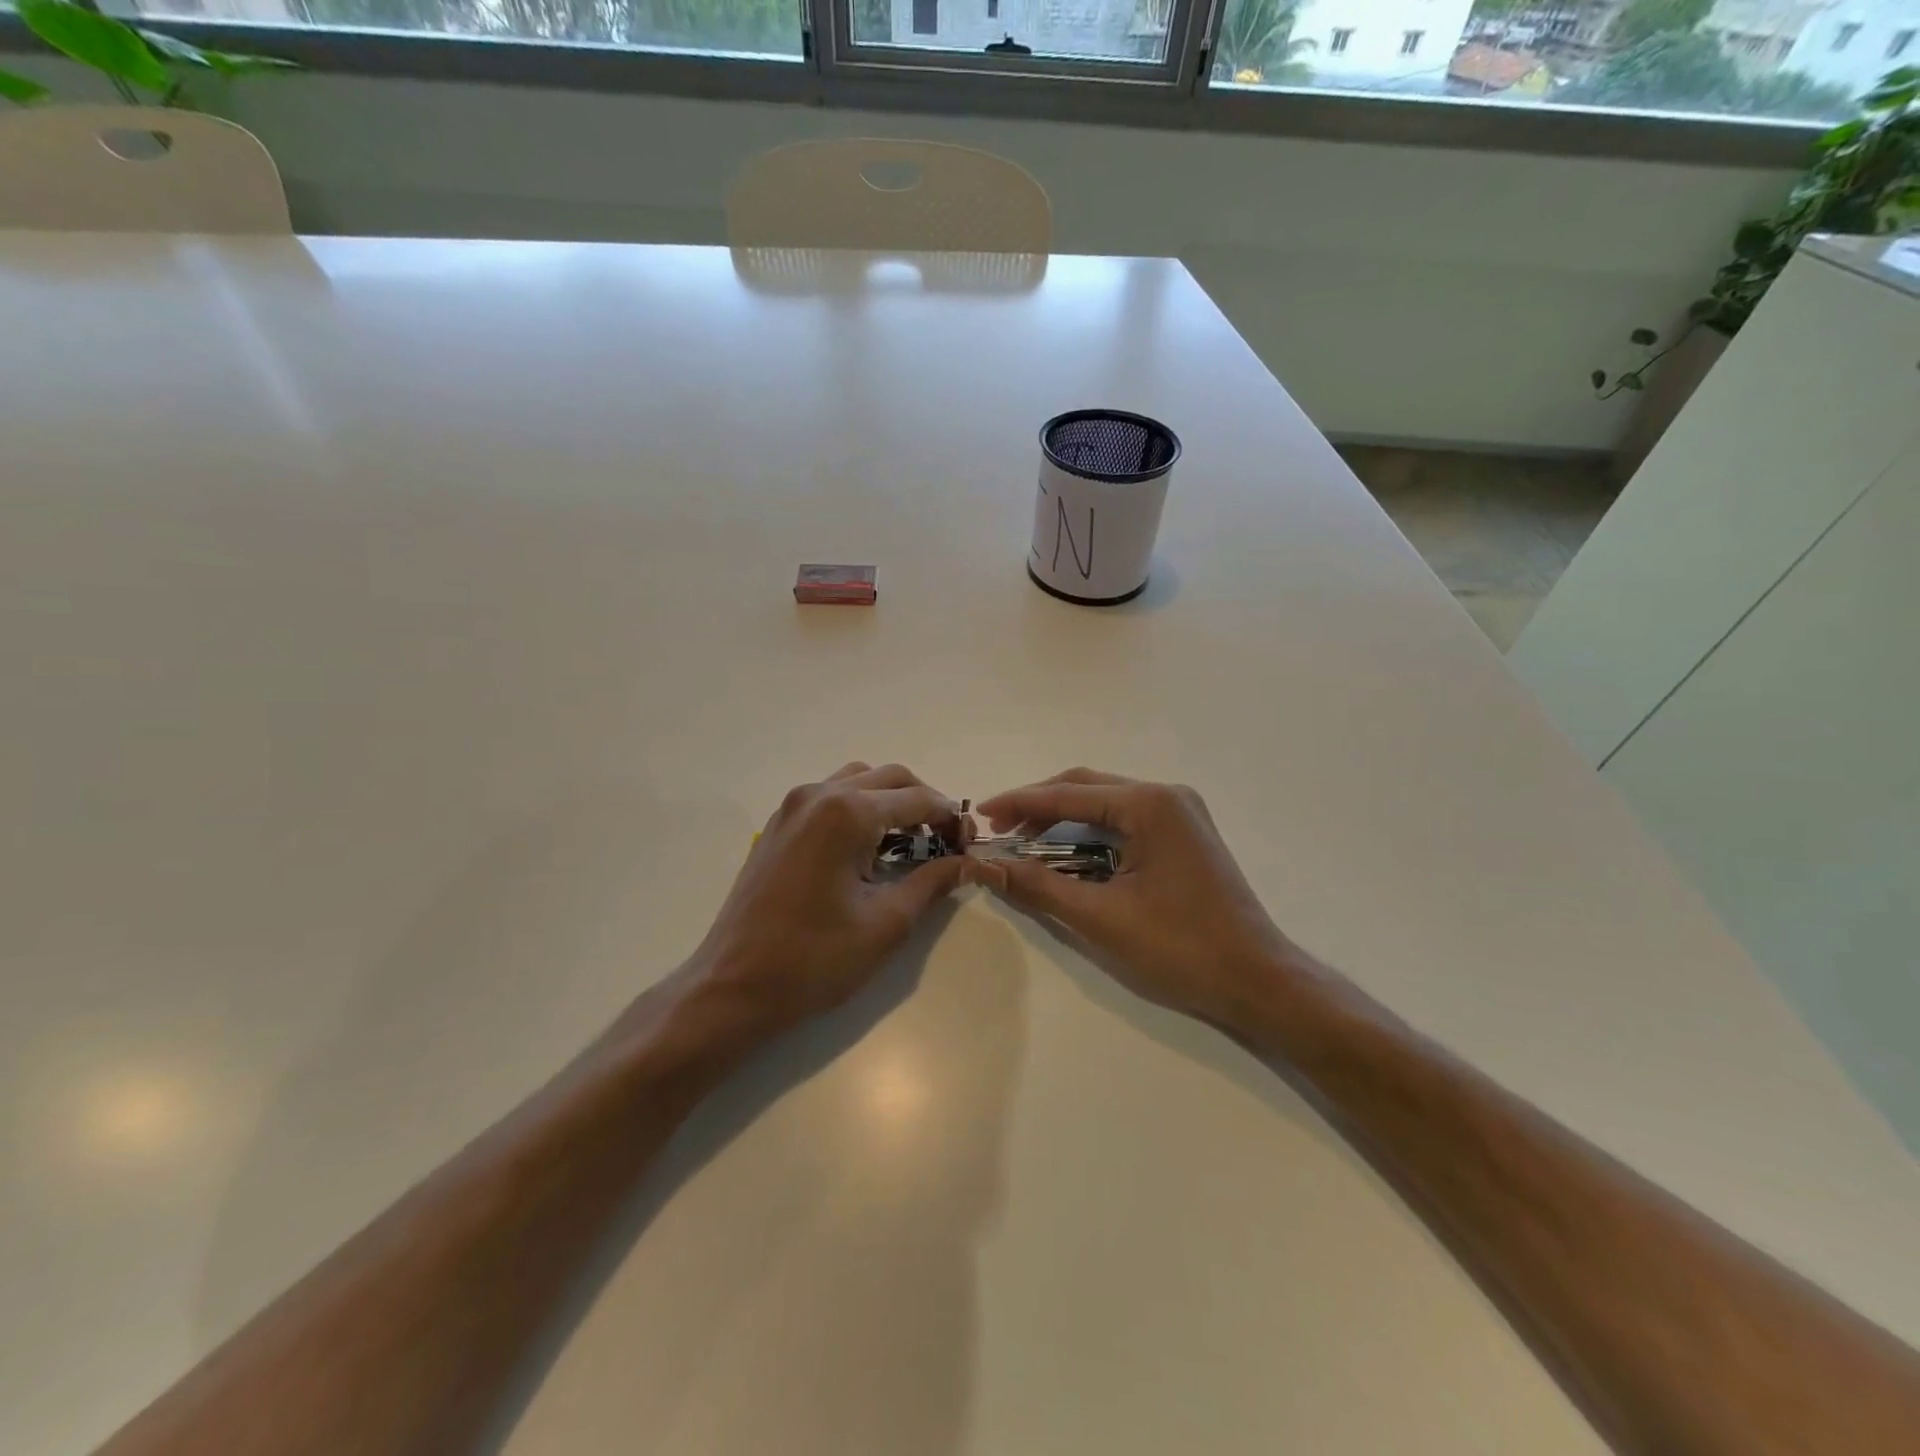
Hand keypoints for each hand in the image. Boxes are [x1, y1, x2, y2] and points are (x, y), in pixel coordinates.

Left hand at [688, 762, 967, 1037]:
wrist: (733, 986)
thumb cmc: (814, 959)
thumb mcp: (886, 923)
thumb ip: (931, 882)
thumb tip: (966, 862)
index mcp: (846, 813)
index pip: (916, 798)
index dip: (949, 817)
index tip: (970, 843)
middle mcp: (818, 795)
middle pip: (888, 778)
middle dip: (923, 802)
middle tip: (946, 839)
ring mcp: (792, 807)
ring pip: (857, 780)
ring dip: (890, 801)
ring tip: (910, 841)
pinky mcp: (778, 825)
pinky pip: (830, 797)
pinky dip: (859, 808)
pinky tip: (868, 847)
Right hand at [972, 769, 1302, 1024]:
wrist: (1257, 980)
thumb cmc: (1179, 948)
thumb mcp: (1100, 917)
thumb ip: (1038, 885)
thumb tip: (986, 865)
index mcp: (1149, 804)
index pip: (1068, 795)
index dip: (1019, 803)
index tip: (980, 814)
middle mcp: (1166, 795)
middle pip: (1086, 787)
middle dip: (1038, 806)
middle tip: (998, 829)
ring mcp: (1180, 812)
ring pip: (1105, 802)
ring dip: (1063, 818)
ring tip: (1024, 843)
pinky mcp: (1184, 833)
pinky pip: (1125, 819)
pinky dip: (1091, 832)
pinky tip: (1067, 852)